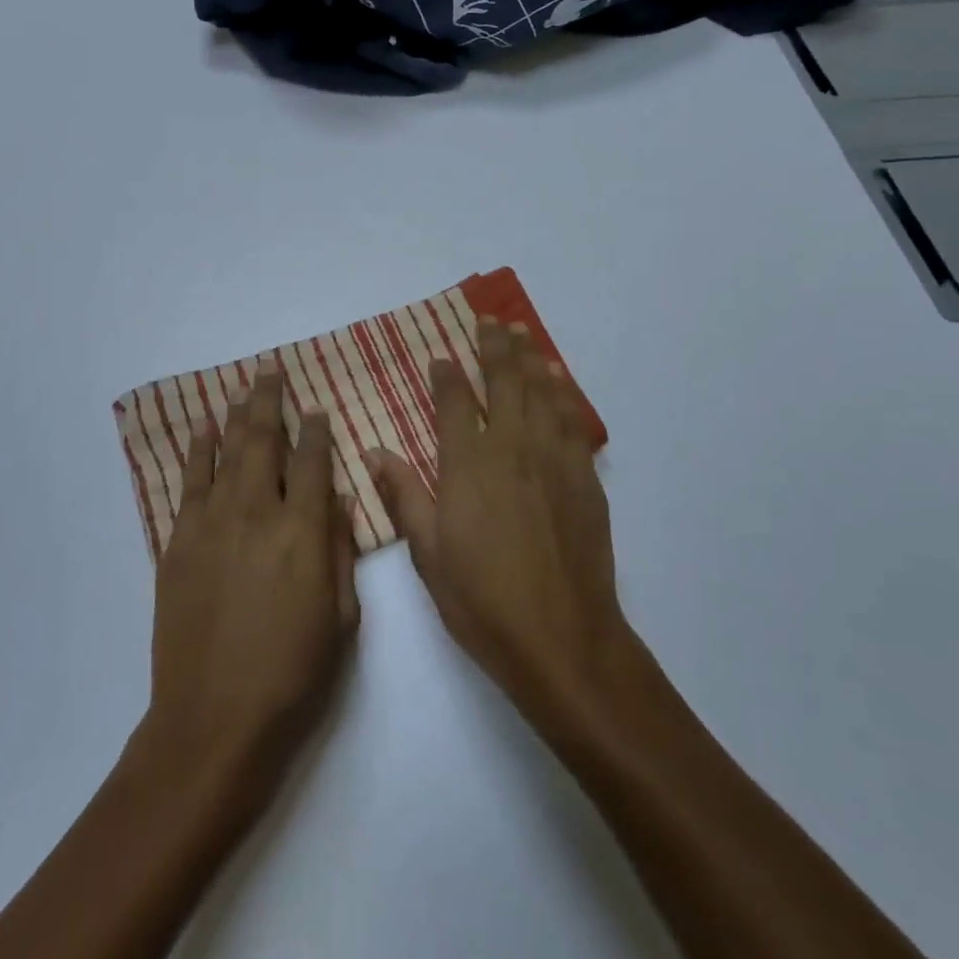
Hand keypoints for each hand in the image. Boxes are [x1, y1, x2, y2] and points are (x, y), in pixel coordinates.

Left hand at [145, 368, 358, 796]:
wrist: (214, 722)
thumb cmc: (293, 675)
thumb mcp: (342, 619)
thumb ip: (340, 551)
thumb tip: (338, 499)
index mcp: (304, 533)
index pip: (313, 463)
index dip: (317, 431)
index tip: (318, 408)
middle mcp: (257, 515)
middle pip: (264, 443)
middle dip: (270, 402)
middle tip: (270, 370)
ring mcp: (212, 526)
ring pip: (226, 454)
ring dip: (236, 416)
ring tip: (242, 387)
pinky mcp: (178, 544)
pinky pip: (189, 484)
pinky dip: (197, 452)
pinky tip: (203, 429)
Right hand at [372, 321, 628, 726]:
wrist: (563, 637)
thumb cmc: (483, 601)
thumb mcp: (428, 554)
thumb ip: (403, 495)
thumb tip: (374, 451)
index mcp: (468, 466)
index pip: (456, 404)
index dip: (447, 376)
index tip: (441, 356)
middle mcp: (511, 450)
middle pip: (504, 384)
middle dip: (495, 348)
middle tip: (491, 321)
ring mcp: (553, 460)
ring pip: (541, 394)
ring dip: (530, 360)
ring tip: (522, 334)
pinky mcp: (584, 478)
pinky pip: (572, 421)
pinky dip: (563, 393)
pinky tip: (558, 381)